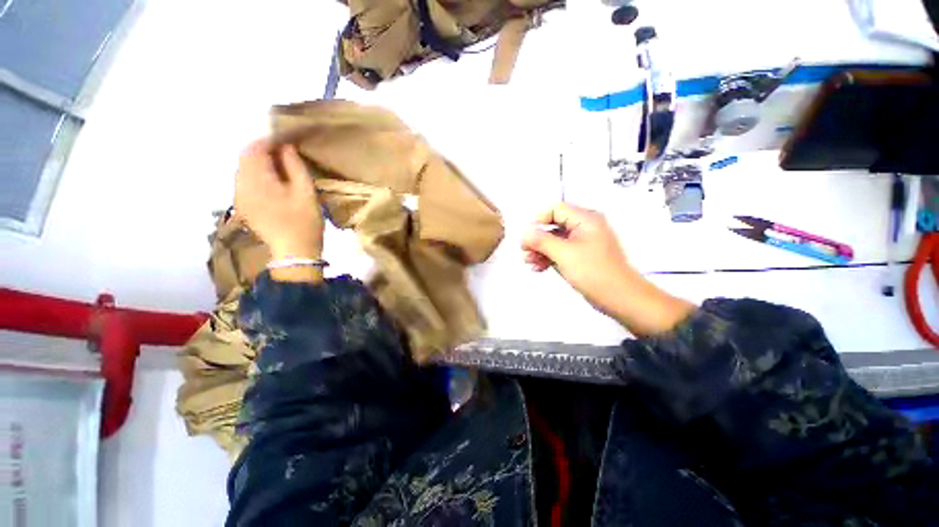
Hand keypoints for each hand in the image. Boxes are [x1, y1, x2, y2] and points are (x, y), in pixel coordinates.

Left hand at [234, 140, 323, 260]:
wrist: (294, 251)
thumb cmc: (304, 221)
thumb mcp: (306, 191)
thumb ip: (294, 166)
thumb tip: (286, 147)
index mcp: (256, 180)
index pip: (254, 148)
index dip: (270, 140)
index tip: (288, 140)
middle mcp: (241, 185)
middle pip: (245, 157)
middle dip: (263, 150)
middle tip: (286, 152)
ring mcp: (239, 196)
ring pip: (244, 169)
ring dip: (260, 162)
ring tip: (281, 167)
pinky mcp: (243, 206)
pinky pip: (245, 181)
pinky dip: (257, 175)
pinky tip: (273, 182)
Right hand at [521, 203, 694, 335]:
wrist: (620, 298)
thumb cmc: (593, 272)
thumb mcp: (564, 254)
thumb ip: (541, 241)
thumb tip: (523, 232)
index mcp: (585, 219)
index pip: (556, 209)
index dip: (539, 220)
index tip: (527, 237)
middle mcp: (584, 227)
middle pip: (553, 225)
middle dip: (537, 239)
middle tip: (524, 252)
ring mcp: (583, 242)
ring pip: (555, 240)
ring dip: (540, 250)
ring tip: (529, 262)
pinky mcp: (581, 256)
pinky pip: (561, 251)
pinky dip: (549, 257)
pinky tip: (538, 268)